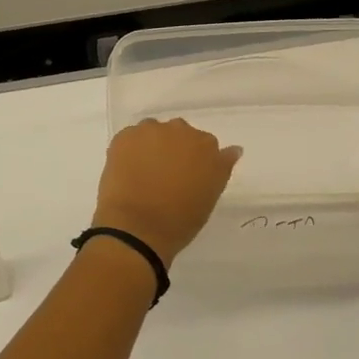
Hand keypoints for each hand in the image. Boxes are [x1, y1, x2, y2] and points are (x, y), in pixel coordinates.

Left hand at [91, 118, 241, 264]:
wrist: (137, 228)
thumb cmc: (180, 220)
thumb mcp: (209, 196)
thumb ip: (221, 167)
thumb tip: (233, 149)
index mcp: (207, 147)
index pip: (205, 144)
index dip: (195, 160)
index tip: (187, 176)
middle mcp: (180, 130)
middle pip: (179, 133)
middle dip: (173, 148)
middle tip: (165, 175)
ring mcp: (150, 131)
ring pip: (153, 132)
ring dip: (151, 145)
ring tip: (144, 172)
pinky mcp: (125, 136)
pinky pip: (131, 137)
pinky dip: (130, 149)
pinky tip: (127, 170)